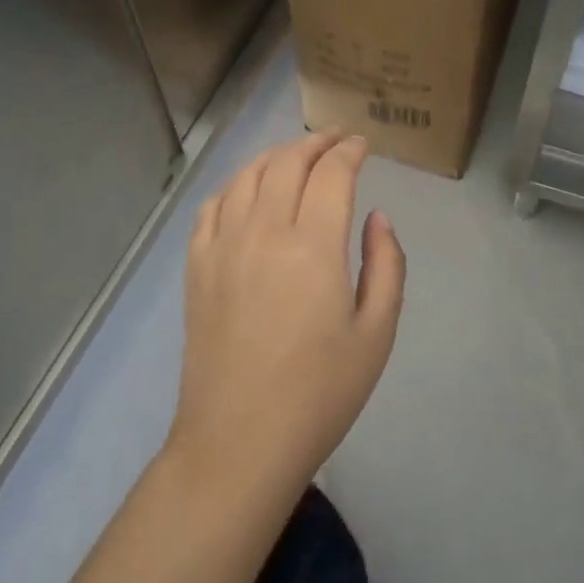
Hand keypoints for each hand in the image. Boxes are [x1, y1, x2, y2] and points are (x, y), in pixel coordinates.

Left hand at [165, 132, 405, 503]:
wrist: (240, 442)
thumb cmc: (320, 393)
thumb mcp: (377, 333)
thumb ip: (386, 264)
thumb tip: (376, 217)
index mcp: (312, 246)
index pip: (331, 173)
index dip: (350, 151)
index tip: (363, 145)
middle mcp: (263, 231)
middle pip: (288, 162)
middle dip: (317, 143)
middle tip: (336, 140)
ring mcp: (223, 245)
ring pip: (248, 175)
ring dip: (276, 155)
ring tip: (296, 156)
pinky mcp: (197, 266)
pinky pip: (213, 204)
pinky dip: (236, 184)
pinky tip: (248, 189)